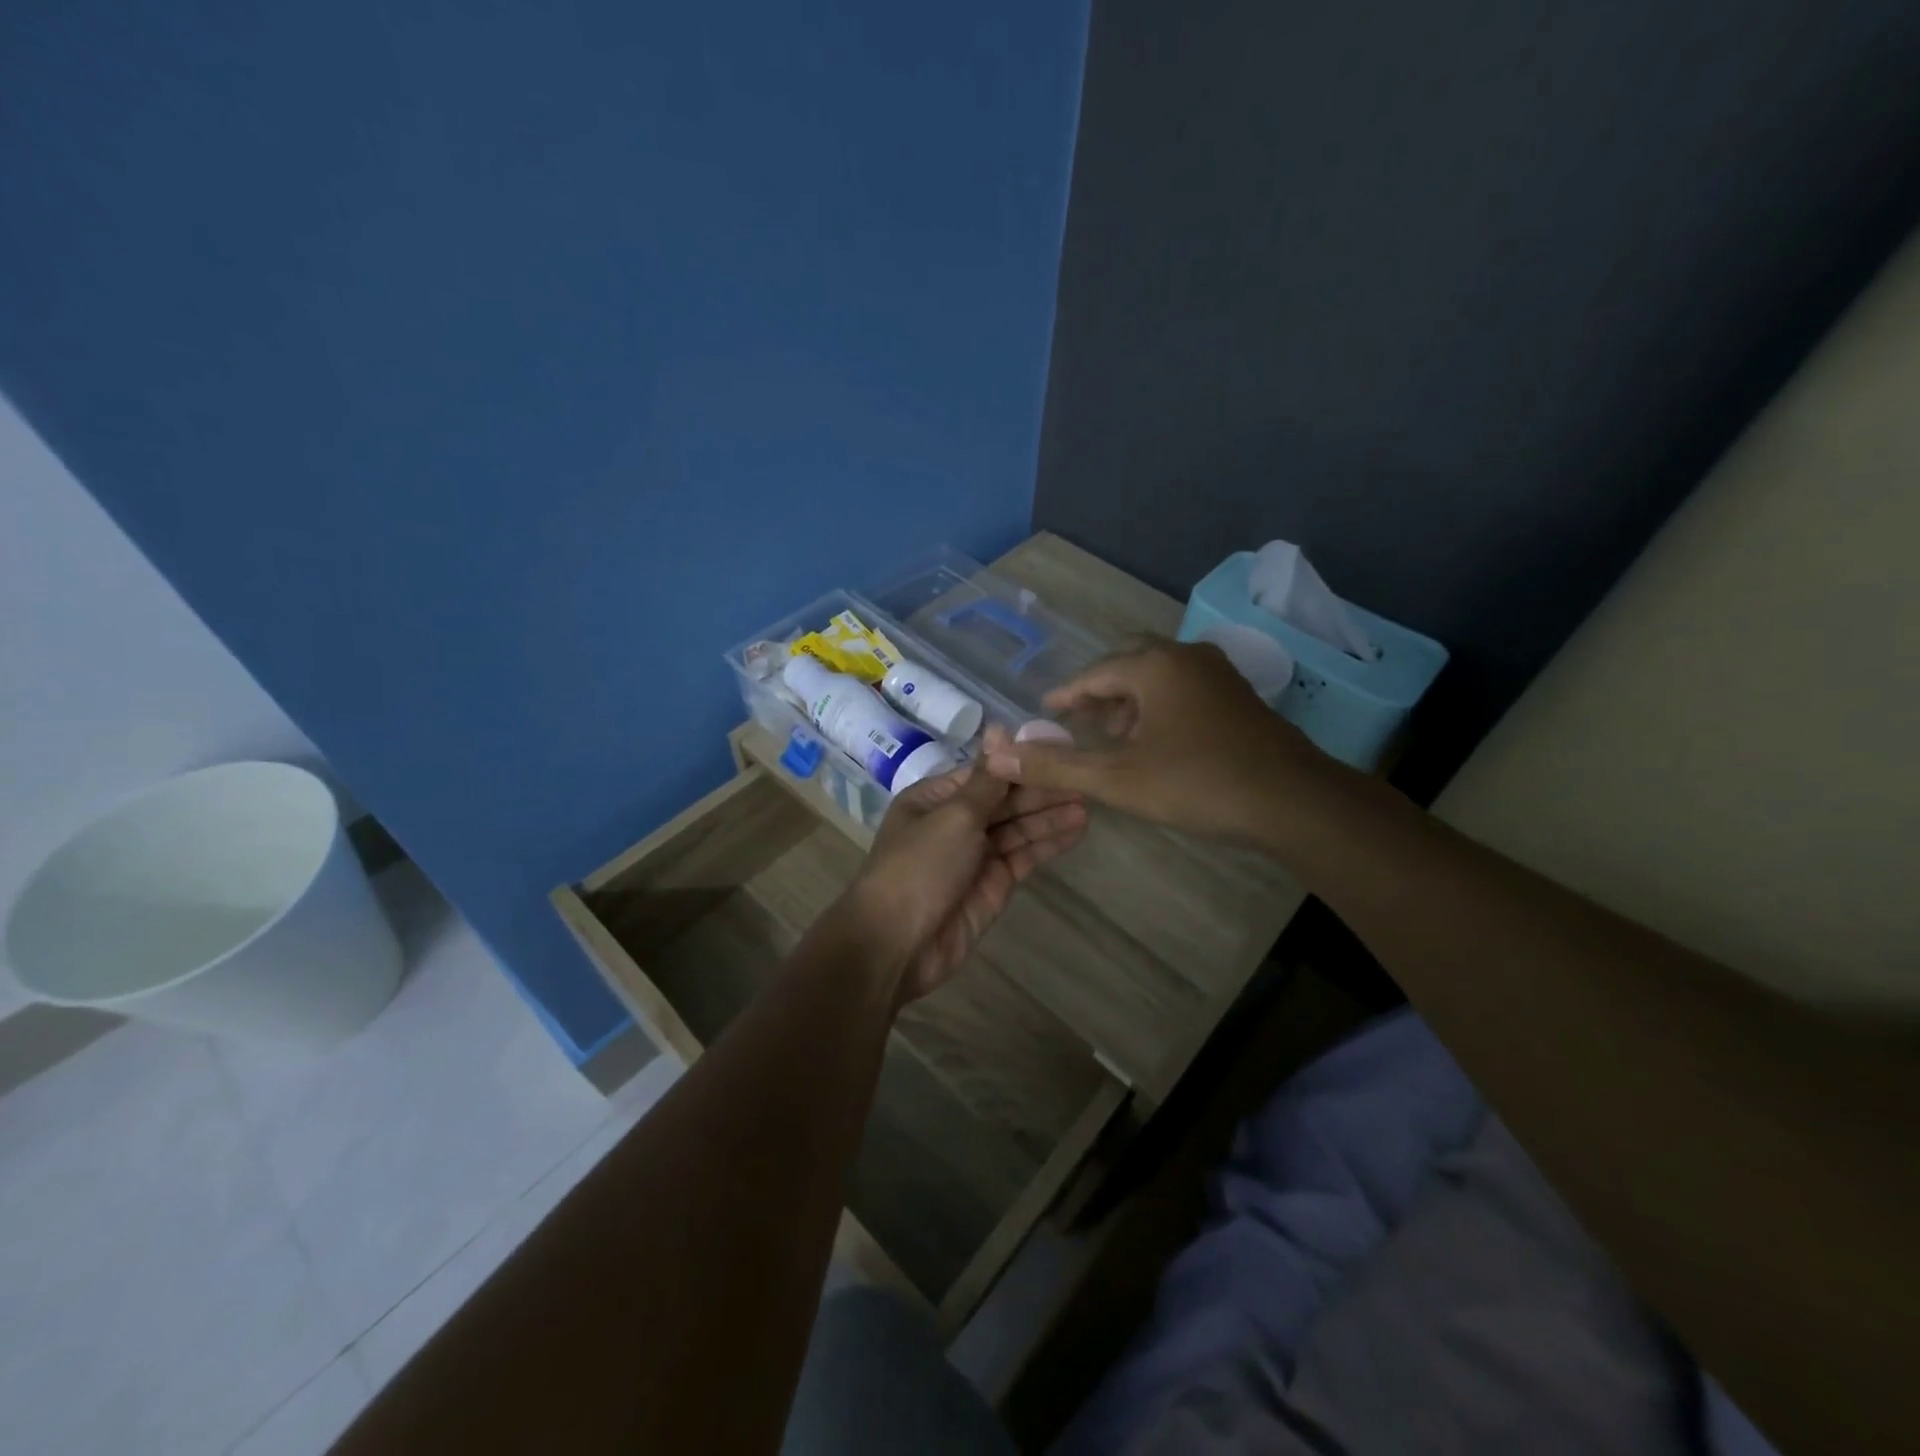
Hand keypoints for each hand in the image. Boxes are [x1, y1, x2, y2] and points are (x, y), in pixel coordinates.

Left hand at [850, 725, 1087, 1003]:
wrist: (897, 944)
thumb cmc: (920, 867)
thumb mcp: (954, 815)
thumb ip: (987, 779)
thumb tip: (1000, 727)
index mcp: (935, 798)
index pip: (986, 772)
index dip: (1022, 762)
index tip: (1060, 749)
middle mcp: (955, 822)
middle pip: (1005, 799)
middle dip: (1041, 789)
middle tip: (1084, 777)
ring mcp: (975, 855)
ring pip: (1018, 827)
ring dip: (1050, 814)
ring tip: (1089, 800)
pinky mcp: (993, 885)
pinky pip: (1024, 856)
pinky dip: (1048, 843)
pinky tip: (1077, 828)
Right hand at [982, 639, 1337, 842]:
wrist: (1292, 801)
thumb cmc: (1197, 783)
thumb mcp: (1117, 779)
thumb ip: (1056, 766)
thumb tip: (998, 754)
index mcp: (1155, 665)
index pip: (1095, 672)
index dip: (1065, 695)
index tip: (1045, 713)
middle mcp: (1187, 657)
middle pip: (1129, 662)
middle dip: (1099, 690)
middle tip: (1078, 721)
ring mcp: (1219, 674)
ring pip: (1159, 674)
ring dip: (1130, 699)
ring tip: (1112, 735)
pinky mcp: (1239, 697)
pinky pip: (1184, 688)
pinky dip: (1159, 705)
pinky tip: (1156, 741)